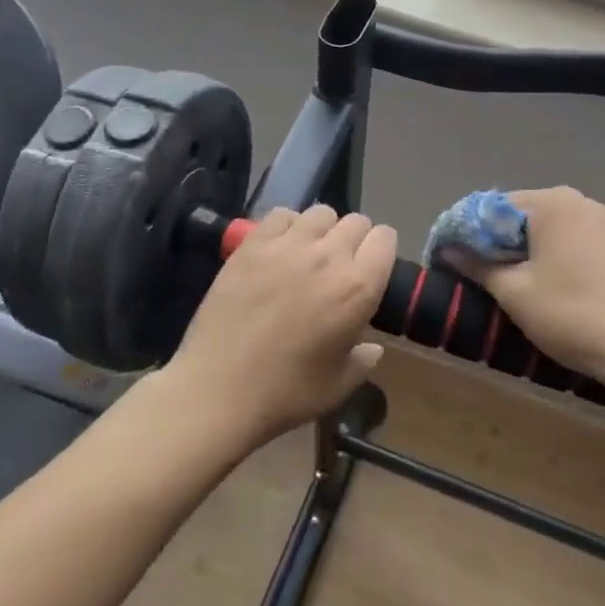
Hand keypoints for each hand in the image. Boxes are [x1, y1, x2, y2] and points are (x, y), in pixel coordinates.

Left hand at [164, 204, 396, 447]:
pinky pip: (281, 215)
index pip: (385, 239)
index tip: (370, 269)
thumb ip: (363, 360)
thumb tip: (372, 348)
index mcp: (358, 288)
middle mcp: (329, 256)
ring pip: (321, 213)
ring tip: (309, 254)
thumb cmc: (286, 393)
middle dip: (354, 239)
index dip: (380, 251)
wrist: (219, 389)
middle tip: (339, 266)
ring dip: (322, 230)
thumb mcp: (339, 386)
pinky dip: (287, 226)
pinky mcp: (253, 244)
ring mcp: (288, 246)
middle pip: (356, 221)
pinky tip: (280, 249)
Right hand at [447, 188, 604, 394]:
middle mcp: (577, 201)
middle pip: (516, 213)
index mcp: (551, 203)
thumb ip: (477, 265)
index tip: (442, 258)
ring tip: (498, 282)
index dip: (462, 231)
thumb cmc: (572, 315)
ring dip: (516, 249)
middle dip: (489, 240)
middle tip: (467, 272)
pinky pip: (566, 240)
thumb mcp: (514, 292)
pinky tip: (537, 283)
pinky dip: (544, 255)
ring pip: (542, 228)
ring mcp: (602, 222)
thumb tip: (447, 250)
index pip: (489, 206)